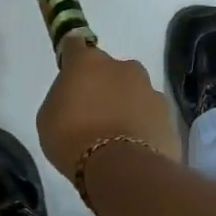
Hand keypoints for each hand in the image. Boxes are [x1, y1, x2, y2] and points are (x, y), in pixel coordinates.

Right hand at [36, 37, 181, 182]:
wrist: (121, 170)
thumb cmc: (72, 140)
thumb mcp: (48, 118)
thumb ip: (62, 97)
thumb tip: (75, 97)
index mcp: (87, 62)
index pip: (74, 45)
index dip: (71, 56)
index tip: (69, 71)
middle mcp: (122, 67)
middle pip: (109, 70)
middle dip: (103, 85)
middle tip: (93, 114)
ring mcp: (149, 89)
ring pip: (134, 91)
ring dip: (126, 105)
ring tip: (117, 136)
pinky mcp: (168, 114)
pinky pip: (150, 115)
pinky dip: (143, 126)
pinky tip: (134, 148)